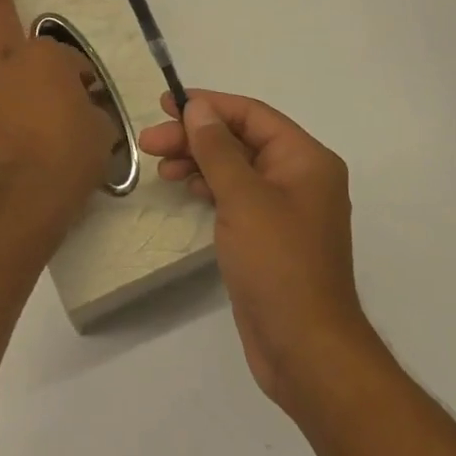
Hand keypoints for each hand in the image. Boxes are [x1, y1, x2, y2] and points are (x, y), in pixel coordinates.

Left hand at [0, 0, 116, 230]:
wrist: (22, 196)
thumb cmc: (69, 161)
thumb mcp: (100, 131)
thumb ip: (89, 111)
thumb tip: (83, 107)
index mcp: (46, 59)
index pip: (64, 54)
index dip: (76, 71)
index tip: (84, 90)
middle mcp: (7, 60)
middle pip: (1, 16)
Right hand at [138, 91, 377, 413]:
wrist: (305, 351)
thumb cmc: (278, 265)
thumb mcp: (243, 198)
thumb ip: (217, 148)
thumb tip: (198, 107)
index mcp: (306, 160)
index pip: (252, 115)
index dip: (208, 105)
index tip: (165, 104)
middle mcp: (299, 177)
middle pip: (240, 140)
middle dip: (195, 137)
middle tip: (149, 142)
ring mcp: (284, 208)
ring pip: (234, 167)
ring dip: (197, 160)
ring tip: (160, 166)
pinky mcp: (268, 235)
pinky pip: (235, 195)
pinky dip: (208, 185)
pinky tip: (185, 187)